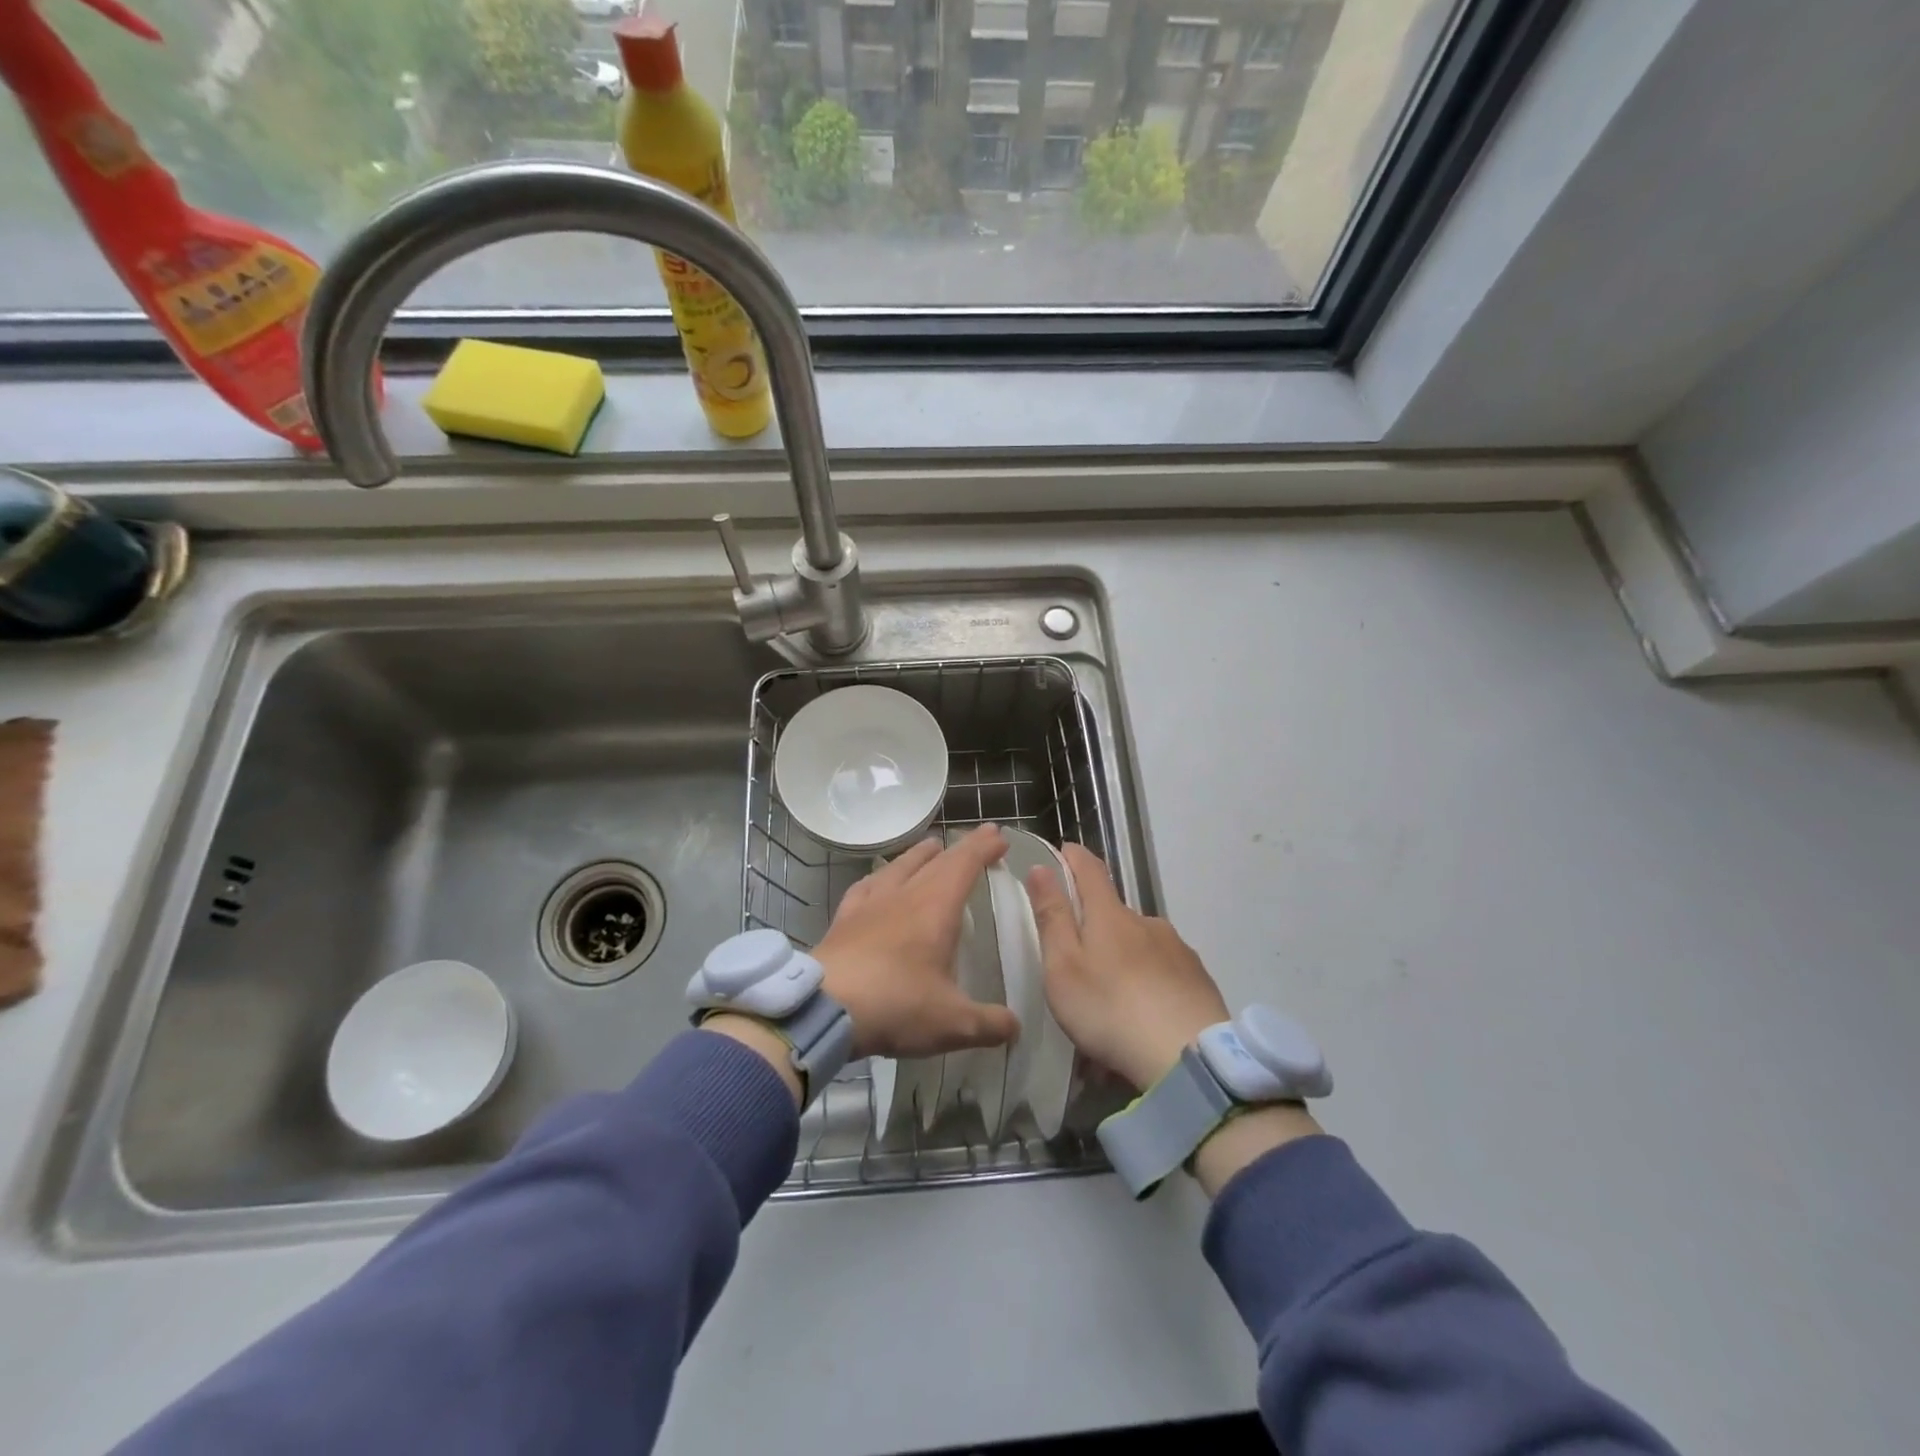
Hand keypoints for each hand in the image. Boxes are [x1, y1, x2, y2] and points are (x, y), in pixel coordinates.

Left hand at [815, 825, 1020, 1059]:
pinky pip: (866, 886)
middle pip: (937, 860)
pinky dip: (879, 876)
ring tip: (932, 847)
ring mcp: (870, 903)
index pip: (965, 864)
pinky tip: (877, 880)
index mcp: (936, 908)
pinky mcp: (844, 918)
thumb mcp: (952, 1024)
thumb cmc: (896, 1005)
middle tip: (980, 837)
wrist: (823, 1008)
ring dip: (921, 854)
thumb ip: (989, 1024)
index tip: (1000, 836)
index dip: (984, 848)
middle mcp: (905, 895)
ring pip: (900, 865)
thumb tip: (1016, 1028)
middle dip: (962, 847)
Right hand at [1025, 843, 1229, 1091]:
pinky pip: (1165, 973)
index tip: (1063, 851)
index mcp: (1109, 915)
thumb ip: (1052, 917)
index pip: (1090, 869)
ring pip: (1141, 945)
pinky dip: (1150, 986)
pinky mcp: (1199, 980)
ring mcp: (1177, 949)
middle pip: (1115, 913)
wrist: (1188, 1058)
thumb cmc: (1110, 1009)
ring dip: (1124, 962)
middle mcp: (1147, 922)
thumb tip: (1041, 868)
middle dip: (1096, 927)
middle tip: (1079, 964)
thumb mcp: (1063, 967)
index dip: (1073, 857)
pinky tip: (1145, 1017)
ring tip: (1112, 1003)